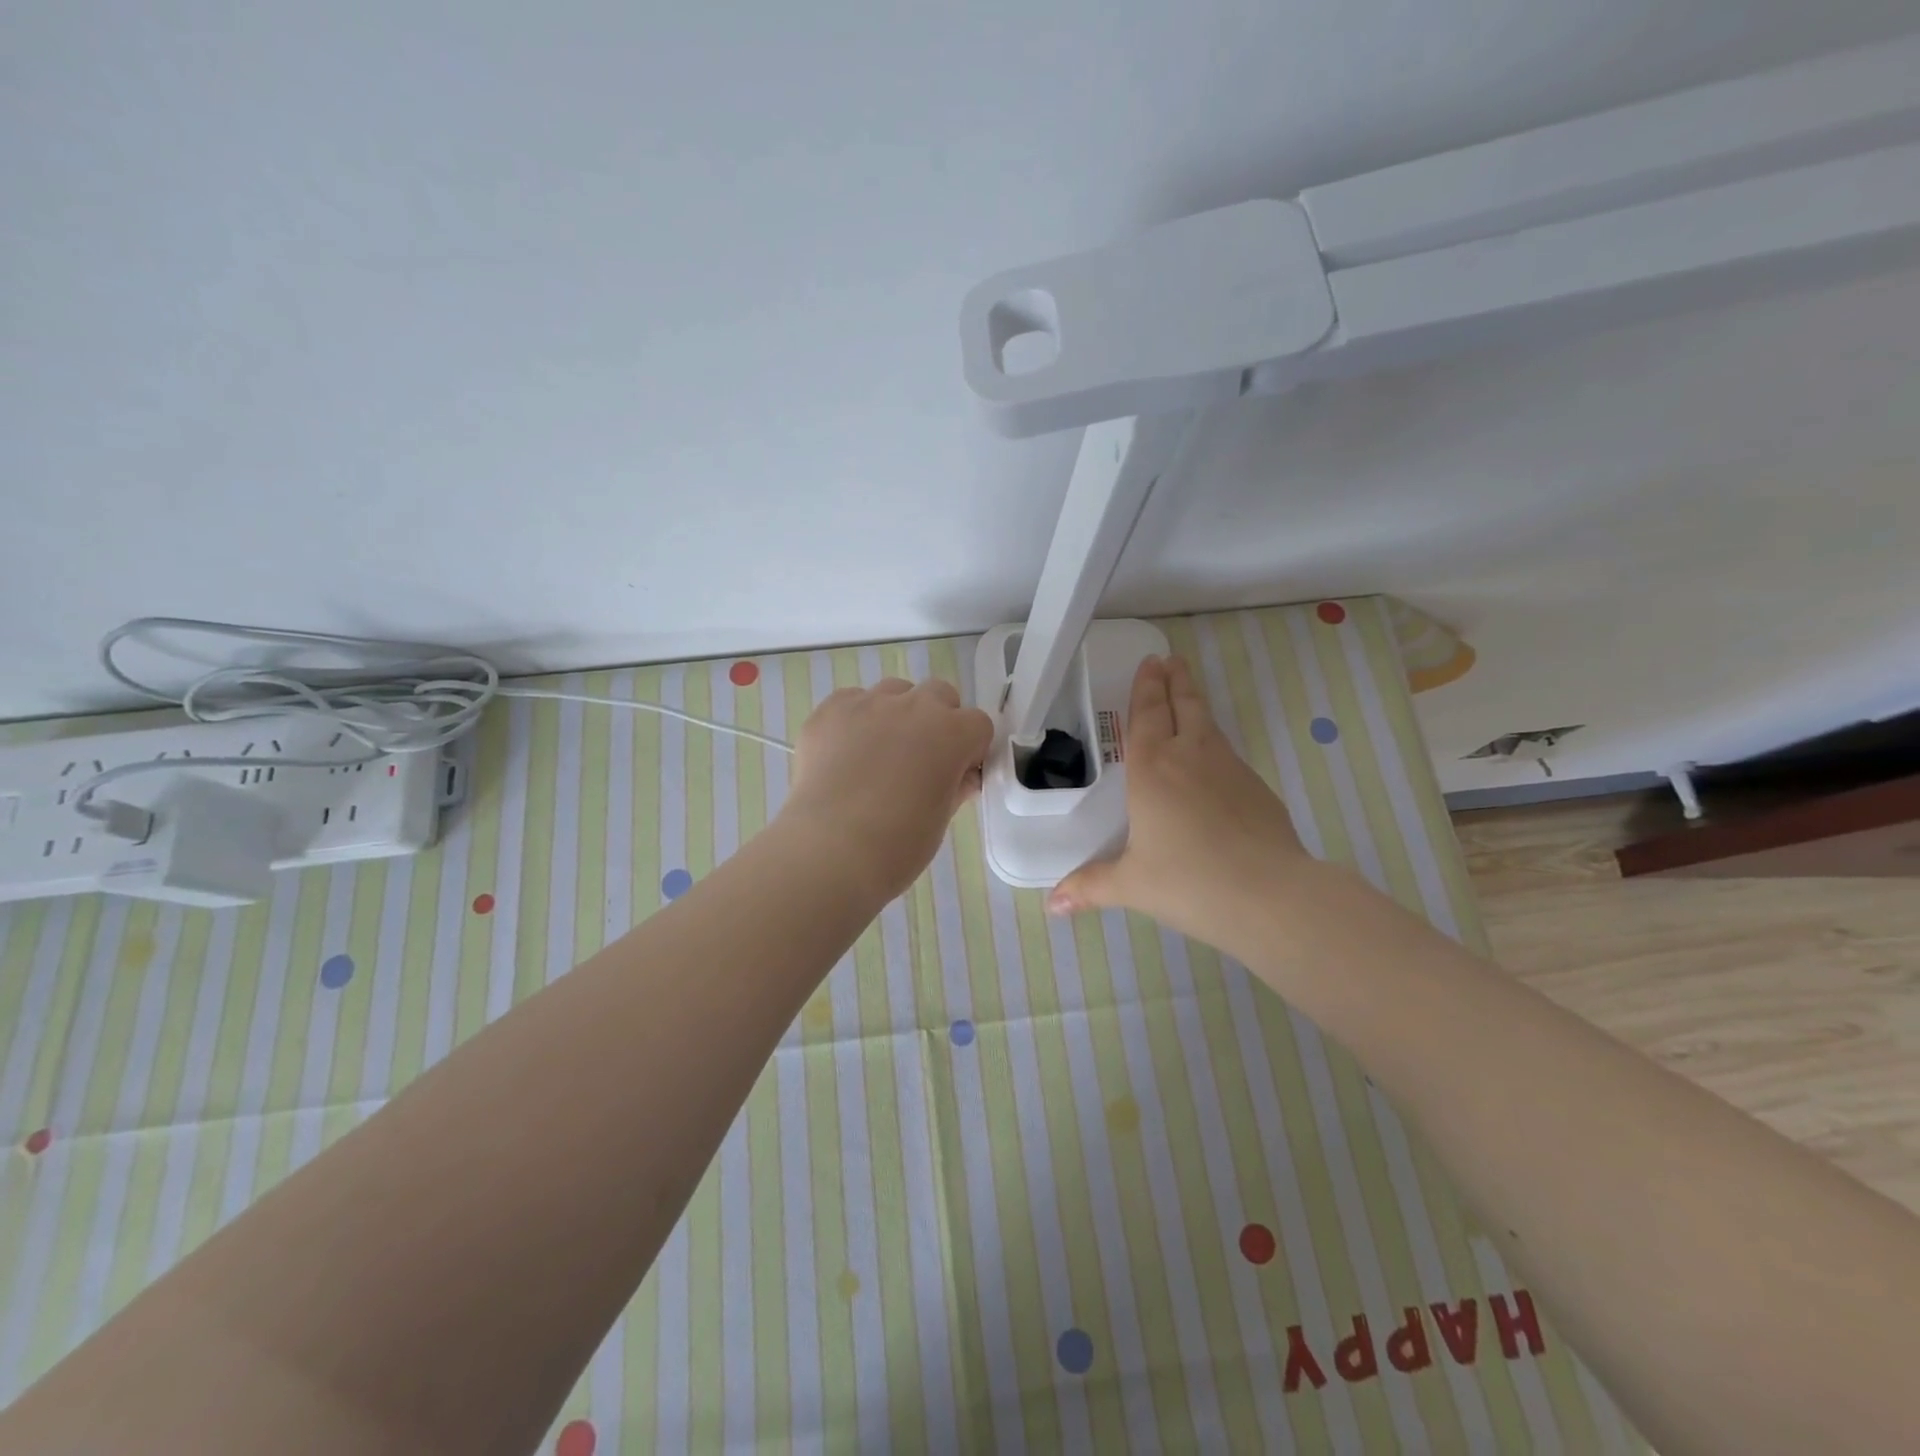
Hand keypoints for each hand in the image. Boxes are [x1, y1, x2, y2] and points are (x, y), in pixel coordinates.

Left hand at [782, 677, 993, 903]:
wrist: (830, 850)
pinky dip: (854, 721)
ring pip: (893, 692)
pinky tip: (844, 755)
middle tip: (921, 760)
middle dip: (937, 720)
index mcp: (951, 733)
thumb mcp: (941, 818)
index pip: (978, 724)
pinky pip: (851, 701)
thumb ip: (955, 787)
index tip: (958, 773)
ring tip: (878, 755)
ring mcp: (868, 704)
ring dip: (896, 715)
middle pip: (938, 694)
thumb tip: (961, 777)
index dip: (970, 749)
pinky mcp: (829, 711)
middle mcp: (913, 707)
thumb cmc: (898, 844)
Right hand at [1047, 655, 1313, 948]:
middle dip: (1175, 681)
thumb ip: (1090, 887)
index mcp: (1152, 771)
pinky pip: (1228, 755)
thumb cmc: (1188, 883)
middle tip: (1171, 659)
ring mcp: (1229, 769)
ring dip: (1196, 704)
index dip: (1147, 688)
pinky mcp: (1257, 788)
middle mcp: (1190, 758)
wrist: (1270, 895)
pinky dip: (1215, 744)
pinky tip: (1214, 762)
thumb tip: (1052, 906)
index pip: (1147, 716)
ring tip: (1189, 694)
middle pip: (1183, 706)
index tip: (1151, 662)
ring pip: (1209, 725)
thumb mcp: (1131, 885)